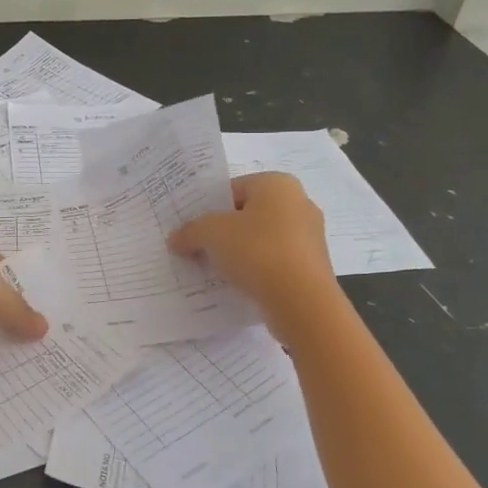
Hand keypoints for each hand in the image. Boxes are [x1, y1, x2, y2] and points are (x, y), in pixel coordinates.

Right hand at [167, 172, 335, 315]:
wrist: (302, 303)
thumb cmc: (257, 251)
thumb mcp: (211, 234)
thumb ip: (190, 231)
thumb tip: (175, 239)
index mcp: (277, 184)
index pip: (232, 189)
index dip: (207, 208)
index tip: (191, 229)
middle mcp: (298, 203)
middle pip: (247, 214)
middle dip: (222, 232)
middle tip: (197, 248)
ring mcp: (309, 236)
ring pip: (261, 240)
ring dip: (238, 253)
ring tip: (213, 270)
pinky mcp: (312, 267)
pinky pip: (274, 262)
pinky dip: (256, 270)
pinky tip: (237, 285)